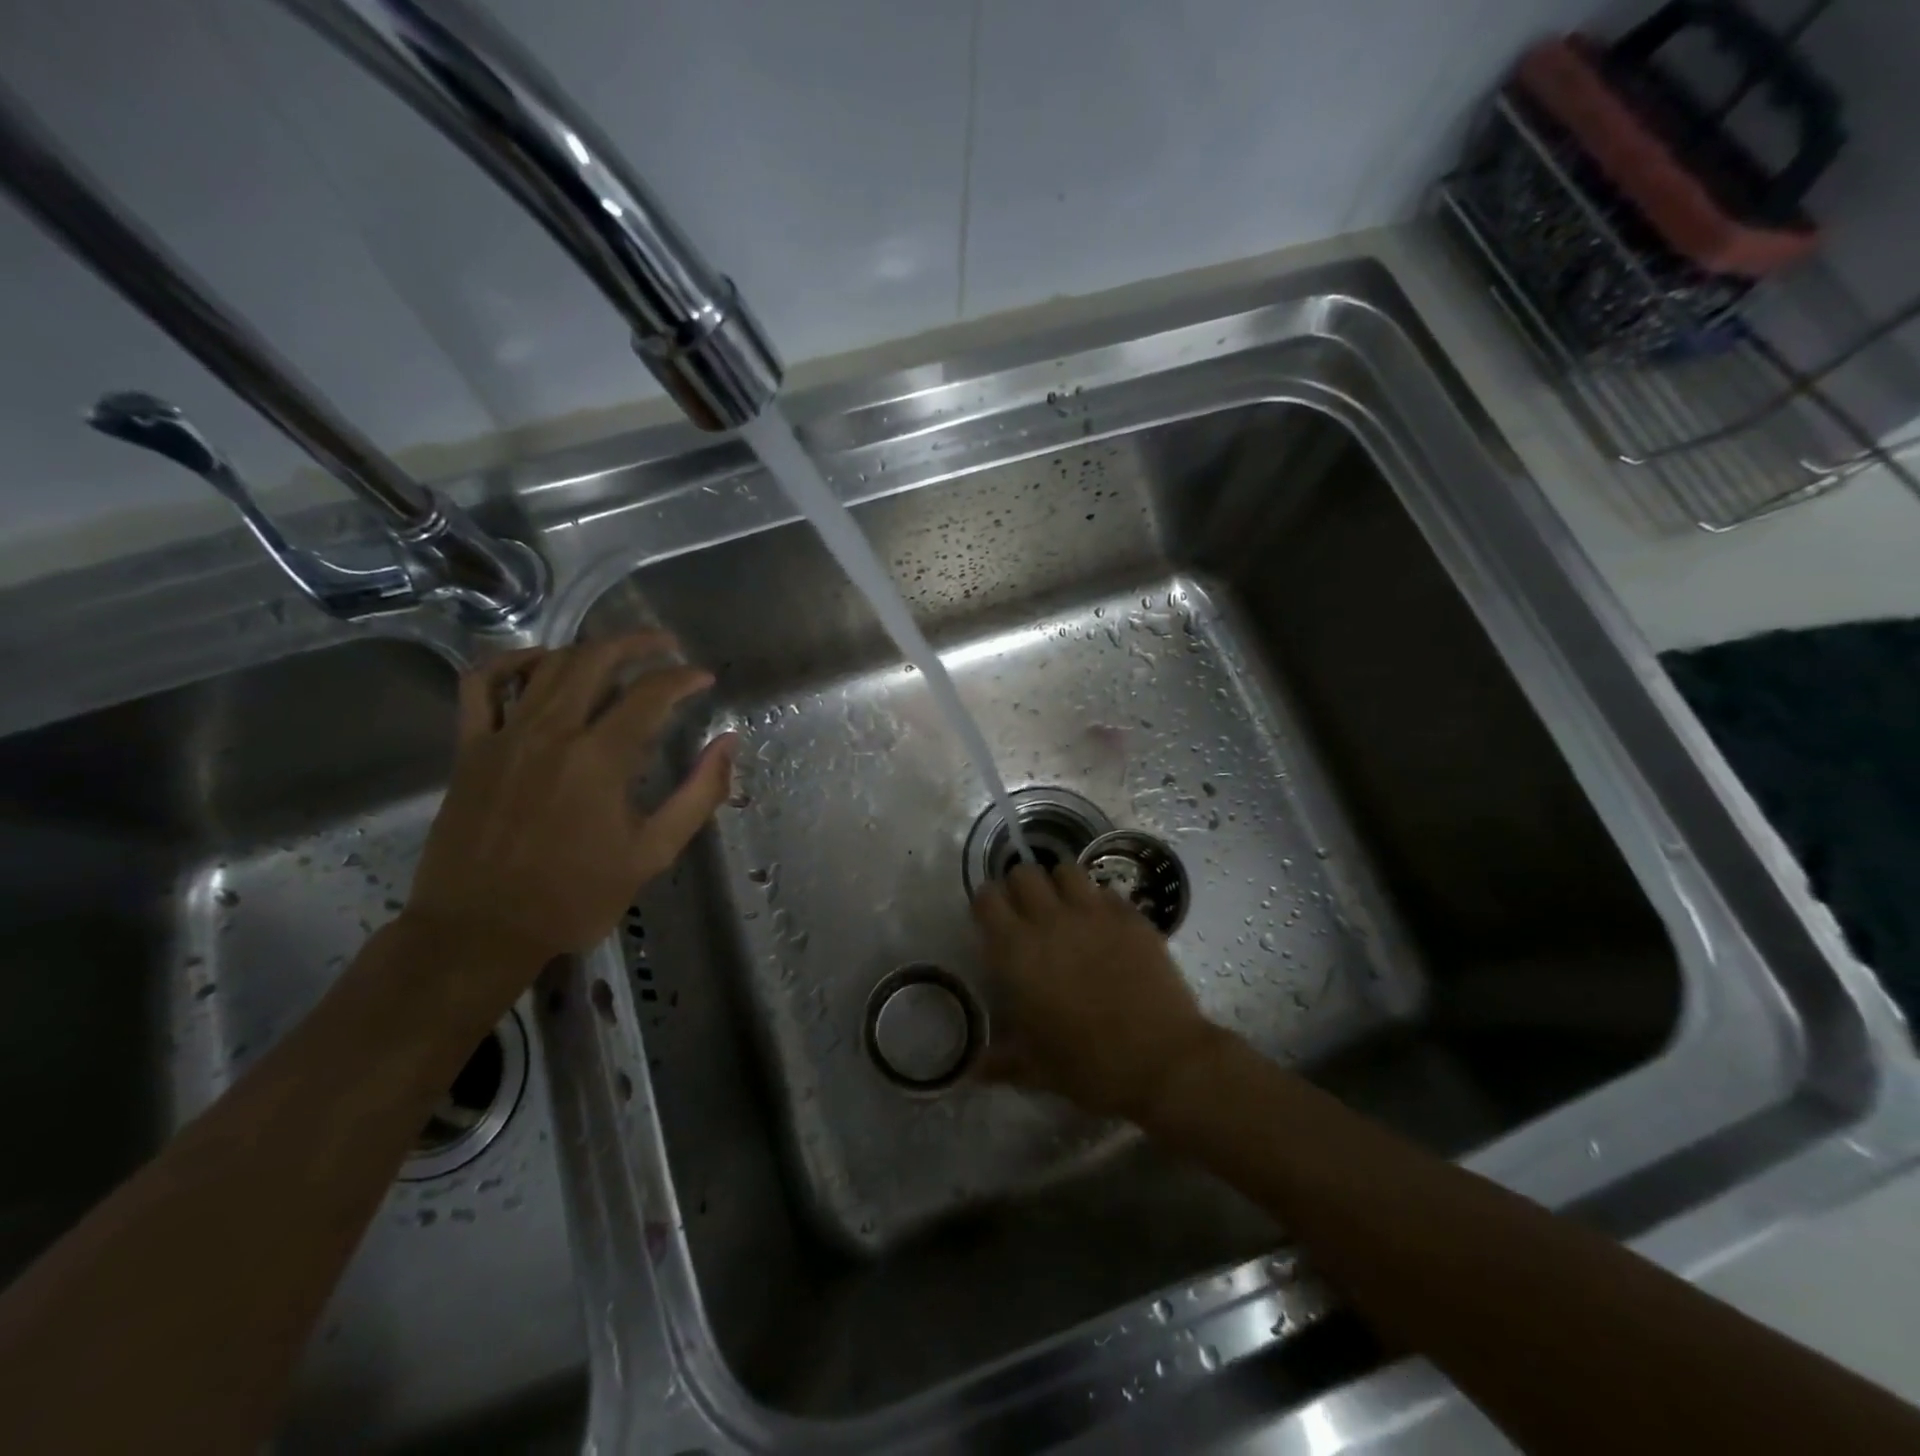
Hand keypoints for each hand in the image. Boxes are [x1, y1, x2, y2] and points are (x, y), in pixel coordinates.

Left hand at [404, 631, 734, 988]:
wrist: (480, 931)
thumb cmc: (575, 897)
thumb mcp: (652, 853)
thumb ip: (698, 794)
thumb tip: (728, 744)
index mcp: (600, 759)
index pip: (651, 695)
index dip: (683, 679)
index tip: (705, 679)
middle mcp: (551, 733)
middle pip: (596, 660)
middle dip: (639, 644)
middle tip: (667, 647)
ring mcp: (503, 736)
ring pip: (547, 665)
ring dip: (588, 649)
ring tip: (618, 654)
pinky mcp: (469, 748)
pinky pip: (481, 685)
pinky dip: (510, 662)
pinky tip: (537, 663)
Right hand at [971, 862, 1221, 1122]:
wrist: (1162, 1061)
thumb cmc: (1089, 1067)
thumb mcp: (1036, 1069)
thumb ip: (1001, 1060)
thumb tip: (974, 1069)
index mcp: (1016, 952)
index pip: (987, 898)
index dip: (987, 904)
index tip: (993, 920)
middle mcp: (1049, 921)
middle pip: (1024, 873)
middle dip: (1021, 887)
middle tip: (1029, 912)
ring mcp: (1094, 913)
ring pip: (1066, 870)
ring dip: (1060, 885)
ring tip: (1067, 908)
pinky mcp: (1131, 916)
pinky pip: (1107, 892)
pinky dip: (1101, 903)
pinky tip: (1106, 927)